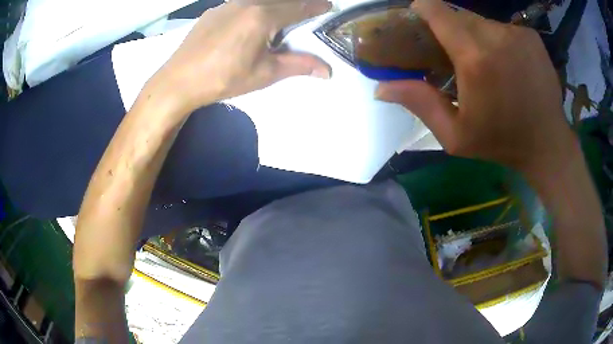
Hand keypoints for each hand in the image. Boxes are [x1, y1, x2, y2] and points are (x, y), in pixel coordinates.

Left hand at [149, 0, 331, 114]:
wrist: (178, 81)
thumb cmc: (223, 79)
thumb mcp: (265, 74)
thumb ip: (298, 65)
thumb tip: (327, 71)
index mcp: (263, 17)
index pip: (298, 7)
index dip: (316, 6)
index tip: (328, 5)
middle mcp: (247, 3)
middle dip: (298, 3)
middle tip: (308, 9)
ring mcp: (227, 5)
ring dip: (275, 4)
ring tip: (280, 16)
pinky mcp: (213, 11)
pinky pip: (241, 4)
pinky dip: (254, 7)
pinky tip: (249, 22)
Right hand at [376, 0, 574, 174]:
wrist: (547, 144)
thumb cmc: (501, 142)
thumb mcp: (455, 134)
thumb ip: (419, 103)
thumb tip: (380, 88)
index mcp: (474, 58)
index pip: (436, 10)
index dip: (423, 9)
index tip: (420, 19)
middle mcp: (495, 35)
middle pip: (458, 14)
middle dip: (451, 28)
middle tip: (456, 54)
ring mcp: (517, 33)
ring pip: (482, 21)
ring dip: (476, 35)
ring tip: (486, 63)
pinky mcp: (531, 36)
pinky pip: (503, 28)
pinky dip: (499, 39)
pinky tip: (508, 63)